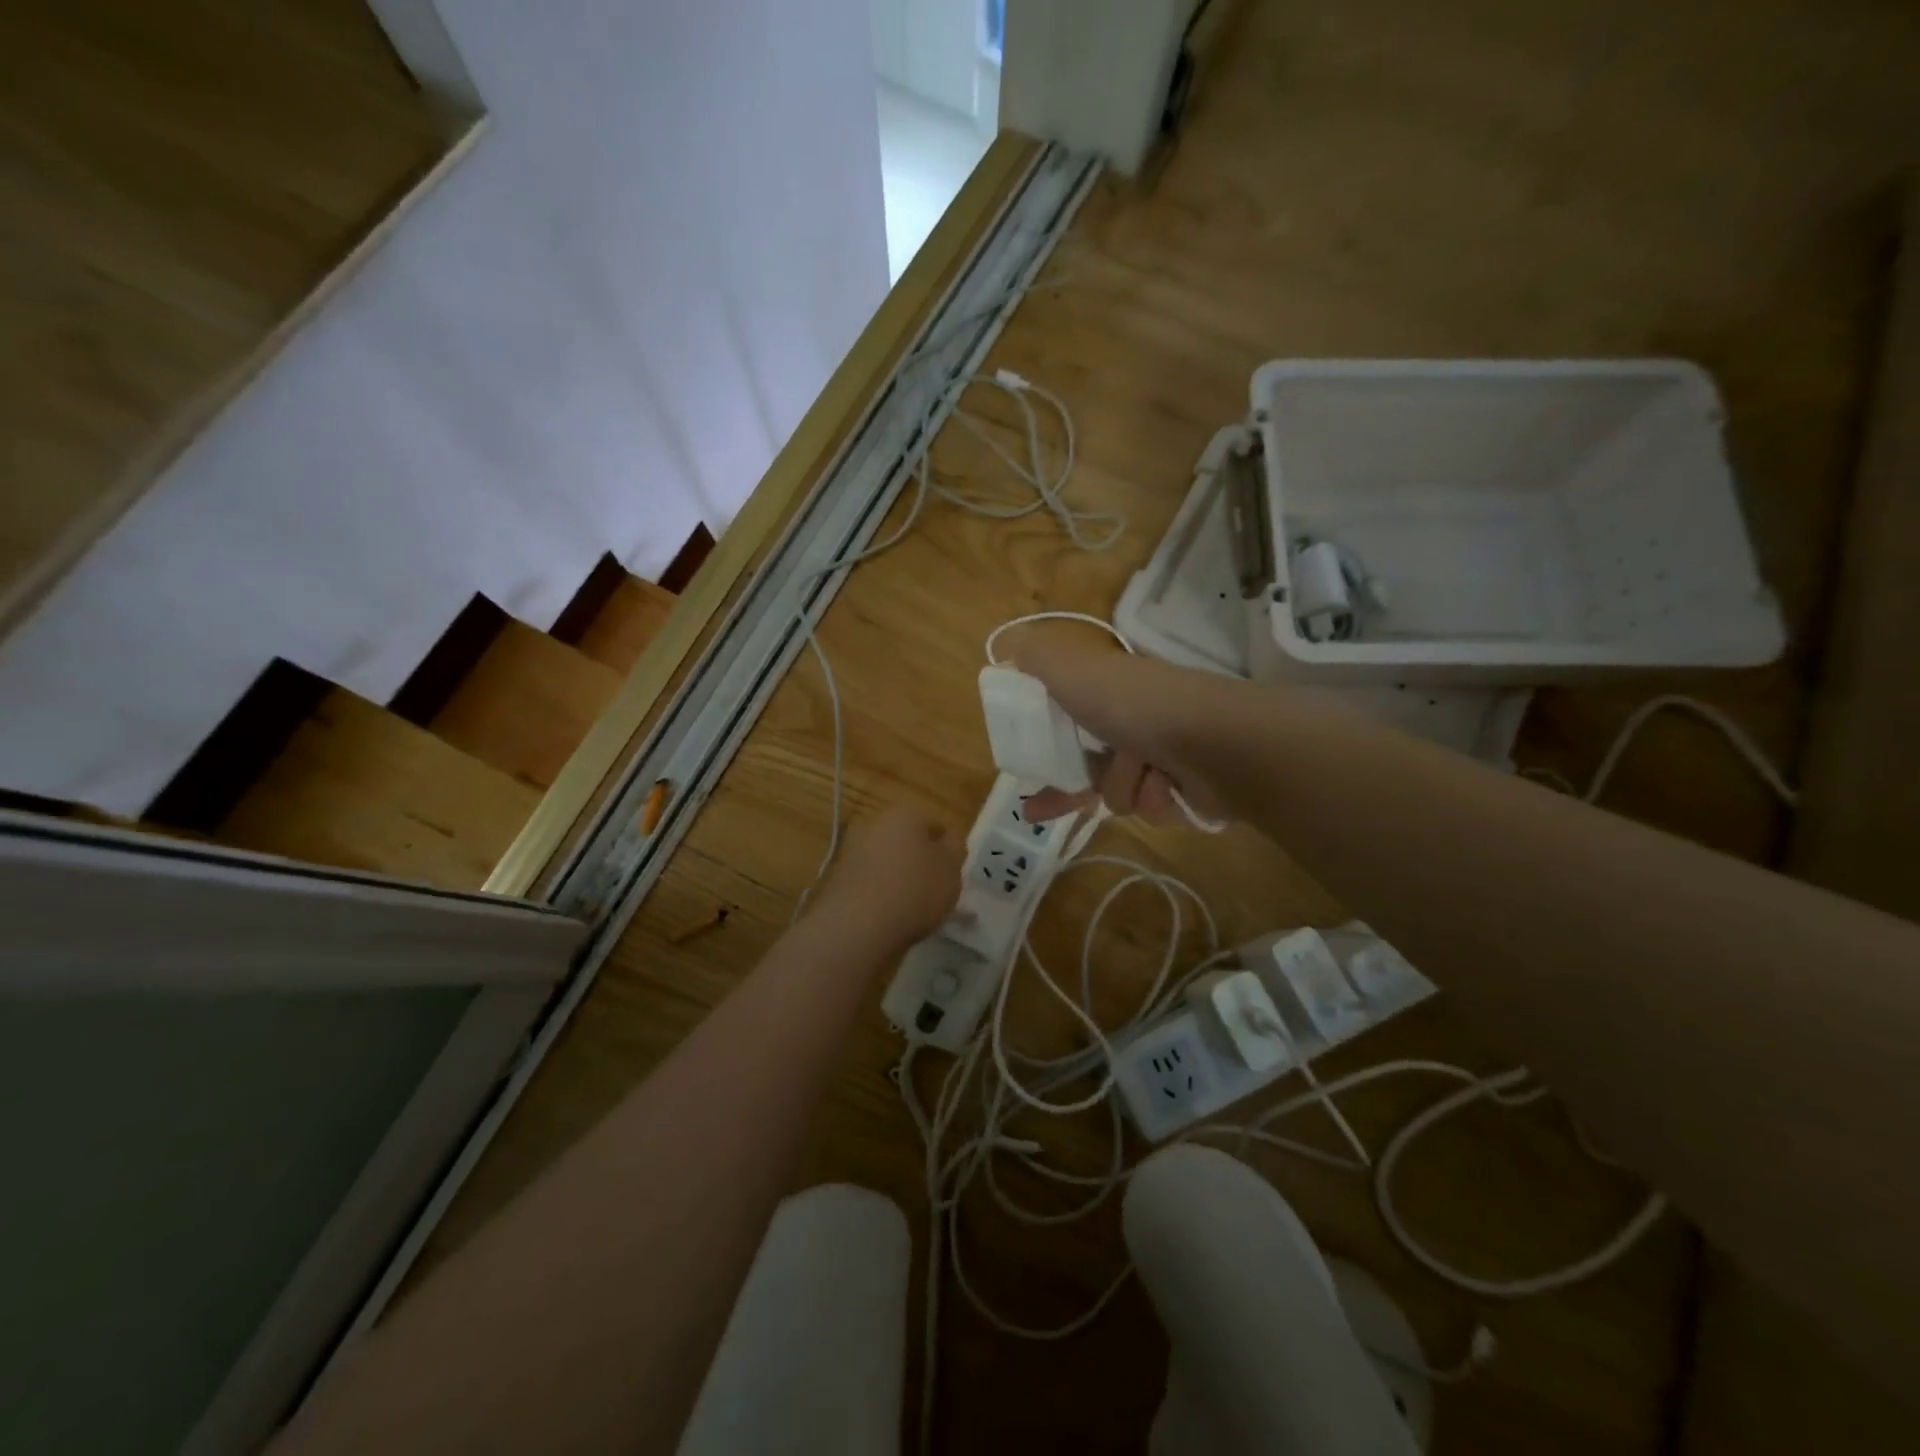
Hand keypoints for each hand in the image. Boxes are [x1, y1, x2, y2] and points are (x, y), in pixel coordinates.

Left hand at [818, 804, 961, 946]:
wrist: (857, 925)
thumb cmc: (915, 890)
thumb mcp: (951, 869)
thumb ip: (954, 849)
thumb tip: (947, 840)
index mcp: (905, 814)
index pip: (935, 825)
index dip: (947, 850)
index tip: (953, 873)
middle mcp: (875, 824)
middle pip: (907, 842)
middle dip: (921, 862)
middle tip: (936, 891)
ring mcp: (852, 851)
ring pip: (888, 863)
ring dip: (900, 879)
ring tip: (915, 910)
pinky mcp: (838, 879)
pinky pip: (870, 883)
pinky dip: (881, 895)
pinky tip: (891, 917)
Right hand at [1012, 641, 1237, 824]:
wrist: (1214, 741)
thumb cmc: (1134, 706)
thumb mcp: (1072, 670)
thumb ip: (1036, 657)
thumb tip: (1008, 648)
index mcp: (1110, 691)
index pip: (1068, 719)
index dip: (1043, 743)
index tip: (1024, 763)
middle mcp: (1137, 720)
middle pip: (1089, 766)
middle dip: (1074, 785)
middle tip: (1040, 808)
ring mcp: (1165, 756)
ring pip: (1120, 793)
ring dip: (1123, 788)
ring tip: (1144, 773)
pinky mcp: (1188, 789)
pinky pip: (1152, 809)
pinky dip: (1154, 800)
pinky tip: (1167, 788)